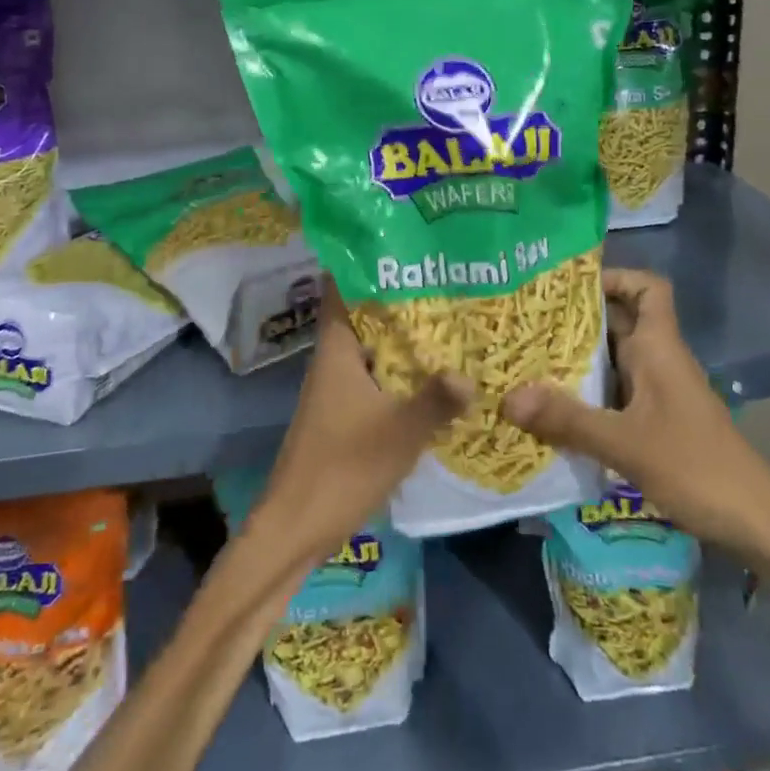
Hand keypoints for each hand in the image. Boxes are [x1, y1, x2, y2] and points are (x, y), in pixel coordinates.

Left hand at [246, 280, 468, 570]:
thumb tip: (472, 373)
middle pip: (363, 315)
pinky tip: (434, 375)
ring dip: (402, 337)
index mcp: (336, 349)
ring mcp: (337, 388)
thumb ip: (436, 400)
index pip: (342, 288)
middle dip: (399, 299)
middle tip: (444, 279)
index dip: (365, 262)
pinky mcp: (344, 414)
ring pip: (372, 348)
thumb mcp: (399, 432)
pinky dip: (400, 370)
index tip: (402, 244)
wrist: (297, 526)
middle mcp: (333, 360)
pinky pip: (375, 377)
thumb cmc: (343, 467)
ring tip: (449, 319)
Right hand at [500, 268, 769, 570]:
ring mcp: (657, 392)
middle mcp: (657, 360)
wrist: (756, 524)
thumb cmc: (696, 467)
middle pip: (618, 321)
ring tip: (526, 360)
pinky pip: (613, 392)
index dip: (614, 276)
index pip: (646, 287)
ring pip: (612, 359)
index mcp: (659, 347)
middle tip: (525, 322)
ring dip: (575, 358)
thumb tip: (507, 398)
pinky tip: (551, 408)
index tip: (568, 286)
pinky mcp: (654, 422)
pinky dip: (585, 393)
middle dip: (574, 319)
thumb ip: (567, 420)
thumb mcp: (626, 443)